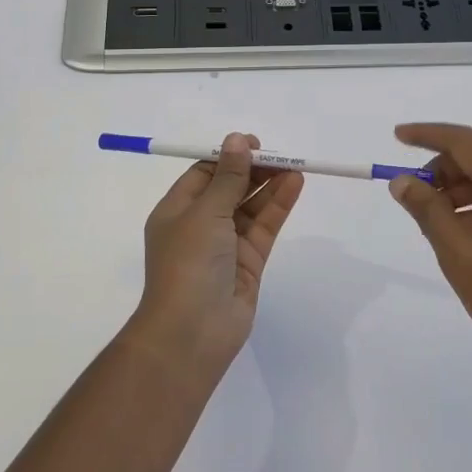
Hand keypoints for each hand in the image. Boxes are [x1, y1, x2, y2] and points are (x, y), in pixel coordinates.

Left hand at [135, 133, 304, 376]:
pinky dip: (278, 206)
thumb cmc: (188, 263)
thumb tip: (236, 139)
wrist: (192, 332)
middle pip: (230, 189)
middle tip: (279, 155)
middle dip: (253, 170)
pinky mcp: (248, 263)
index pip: (203, 175)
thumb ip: (228, 177)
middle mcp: (199, 226)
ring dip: (270, 186)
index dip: (228, 157)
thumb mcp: (206, 212)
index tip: (253, 144)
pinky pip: (264, 227)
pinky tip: (294, 185)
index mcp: (176, 211)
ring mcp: (225, 245)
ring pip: (250, 207)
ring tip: (295, 166)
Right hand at [388, 123, 471, 401]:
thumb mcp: (460, 260)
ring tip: (433, 218)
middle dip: (445, 164)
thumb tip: (402, 181)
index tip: (396, 138)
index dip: (430, 135)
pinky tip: (461, 233)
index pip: (469, 142)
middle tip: (413, 191)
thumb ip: (429, 213)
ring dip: (462, 185)